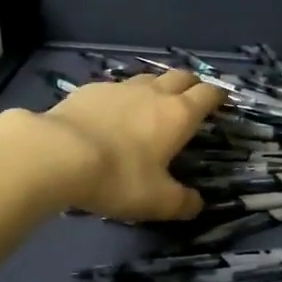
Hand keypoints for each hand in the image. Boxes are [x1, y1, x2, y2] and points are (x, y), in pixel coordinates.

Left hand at [34, 68, 224, 221]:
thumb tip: (196, 204)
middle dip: (191, 84)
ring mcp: (120, 88)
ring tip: (154, 102)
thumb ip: (181, 202)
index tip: (223, 100)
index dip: (218, 95)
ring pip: (147, 78)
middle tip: (192, 96)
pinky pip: (115, 87)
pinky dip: (122, 97)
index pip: (207, 95)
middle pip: (180, 76)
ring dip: (157, 86)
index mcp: (177, 115)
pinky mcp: (90, 89)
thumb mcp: (156, 201)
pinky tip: (112, 112)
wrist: (58, 153)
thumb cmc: (118, 177)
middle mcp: (153, 93)